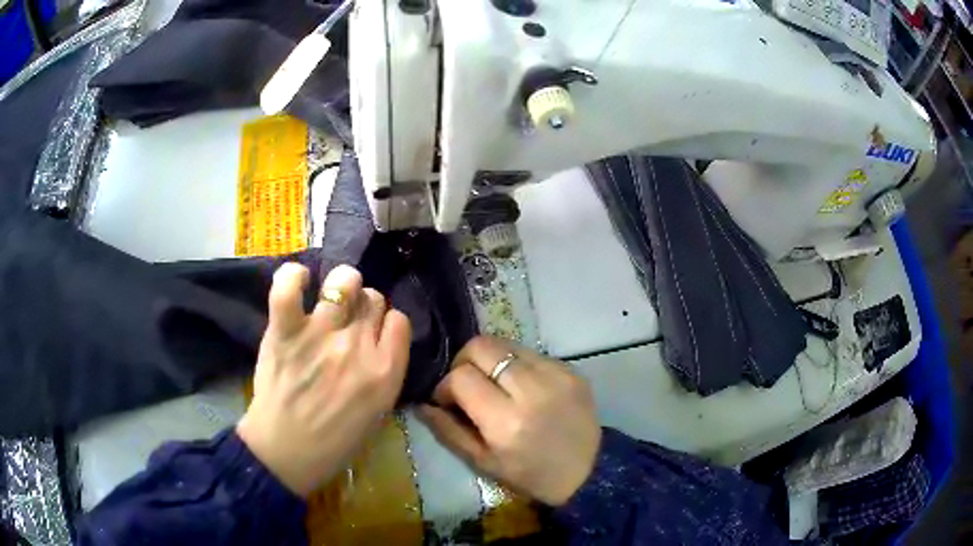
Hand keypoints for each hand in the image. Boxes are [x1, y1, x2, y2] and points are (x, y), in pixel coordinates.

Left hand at [237, 263, 410, 496]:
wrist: (286, 453)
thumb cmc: (335, 441)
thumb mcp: (378, 413)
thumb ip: (385, 373)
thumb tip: (379, 340)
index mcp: (385, 372)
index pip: (399, 320)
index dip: (388, 324)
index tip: (377, 333)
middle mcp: (358, 347)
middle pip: (373, 298)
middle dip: (366, 305)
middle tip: (351, 320)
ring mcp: (320, 335)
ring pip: (343, 282)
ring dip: (342, 284)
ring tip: (331, 294)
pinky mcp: (286, 331)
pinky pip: (289, 288)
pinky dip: (293, 277)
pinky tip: (299, 280)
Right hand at [418, 336, 600, 505]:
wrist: (588, 472)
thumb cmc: (530, 475)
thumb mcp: (483, 463)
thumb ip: (448, 431)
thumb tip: (422, 403)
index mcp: (506, 422)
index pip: (461, 377)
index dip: (445, 386)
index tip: (447, 400)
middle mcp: (532, 391)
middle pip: (482, 346)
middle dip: (463, 361)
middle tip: (466, 384)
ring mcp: (556, 375)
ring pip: (505, 344)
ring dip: (490, 360)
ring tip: (494, 384)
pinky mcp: (571, 369)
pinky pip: (530, 353)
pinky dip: (516, 365)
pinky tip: (521, 388)